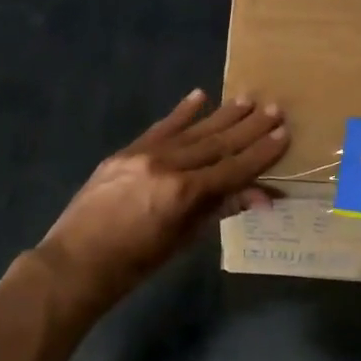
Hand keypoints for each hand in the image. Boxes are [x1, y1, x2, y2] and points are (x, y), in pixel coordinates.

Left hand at [36, 90, 287, 310]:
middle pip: (216, 143)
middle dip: (248, 127)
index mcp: (184, 193)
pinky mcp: (126, 151)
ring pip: (191, 131)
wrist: (76, 261)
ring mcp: (144, 154)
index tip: (283, 133)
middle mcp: (168, 165)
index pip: (233, 167)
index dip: (261, 152)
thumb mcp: (183, 240)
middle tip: (274, 108)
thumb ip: (218, 210)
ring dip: (221, 115)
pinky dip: (181, 113)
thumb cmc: (135, 264)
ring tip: (246, 99)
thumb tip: (260, 196)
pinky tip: (199, 96)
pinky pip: (160, 128)